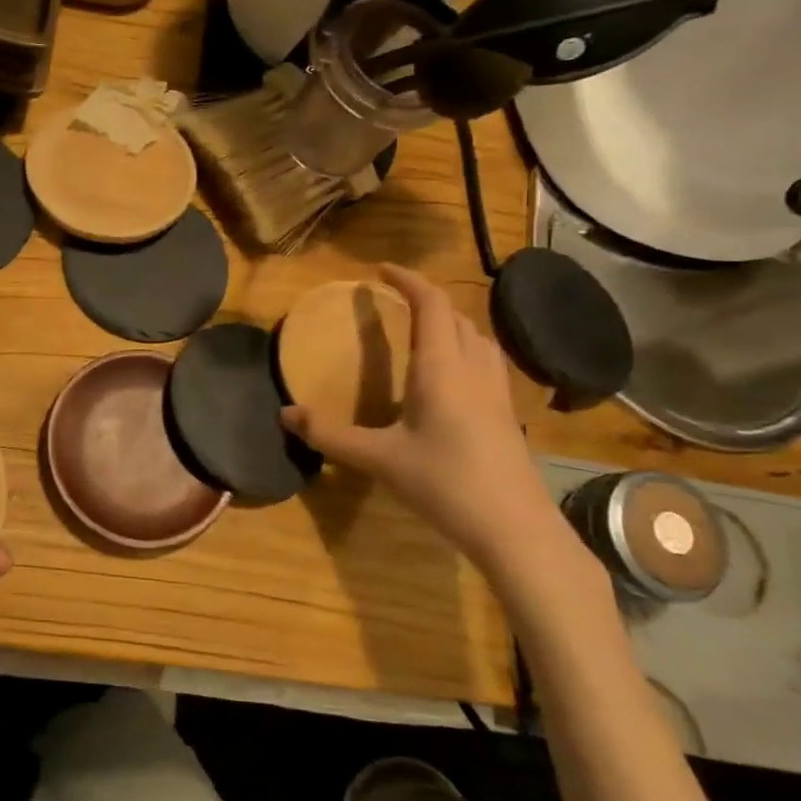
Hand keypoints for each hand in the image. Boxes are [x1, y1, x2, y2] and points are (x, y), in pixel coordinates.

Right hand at [282, 263, 573, 580]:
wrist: (516, 529)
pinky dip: (464, 349)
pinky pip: (485, 361)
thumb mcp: (379, 459)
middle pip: (456, 315)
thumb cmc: (445, 484)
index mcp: (441, 368)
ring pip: (477, 337)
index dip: (407, 280)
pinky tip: (450, 378)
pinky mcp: (506, 414)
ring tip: (421, 332)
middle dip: (425, 300)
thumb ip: (330, 435)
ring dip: (449, 323)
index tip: (380, 271)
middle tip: (394, 303)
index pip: (430, 304)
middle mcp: (473, 369)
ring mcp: (496, 391)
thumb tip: (285, 414)